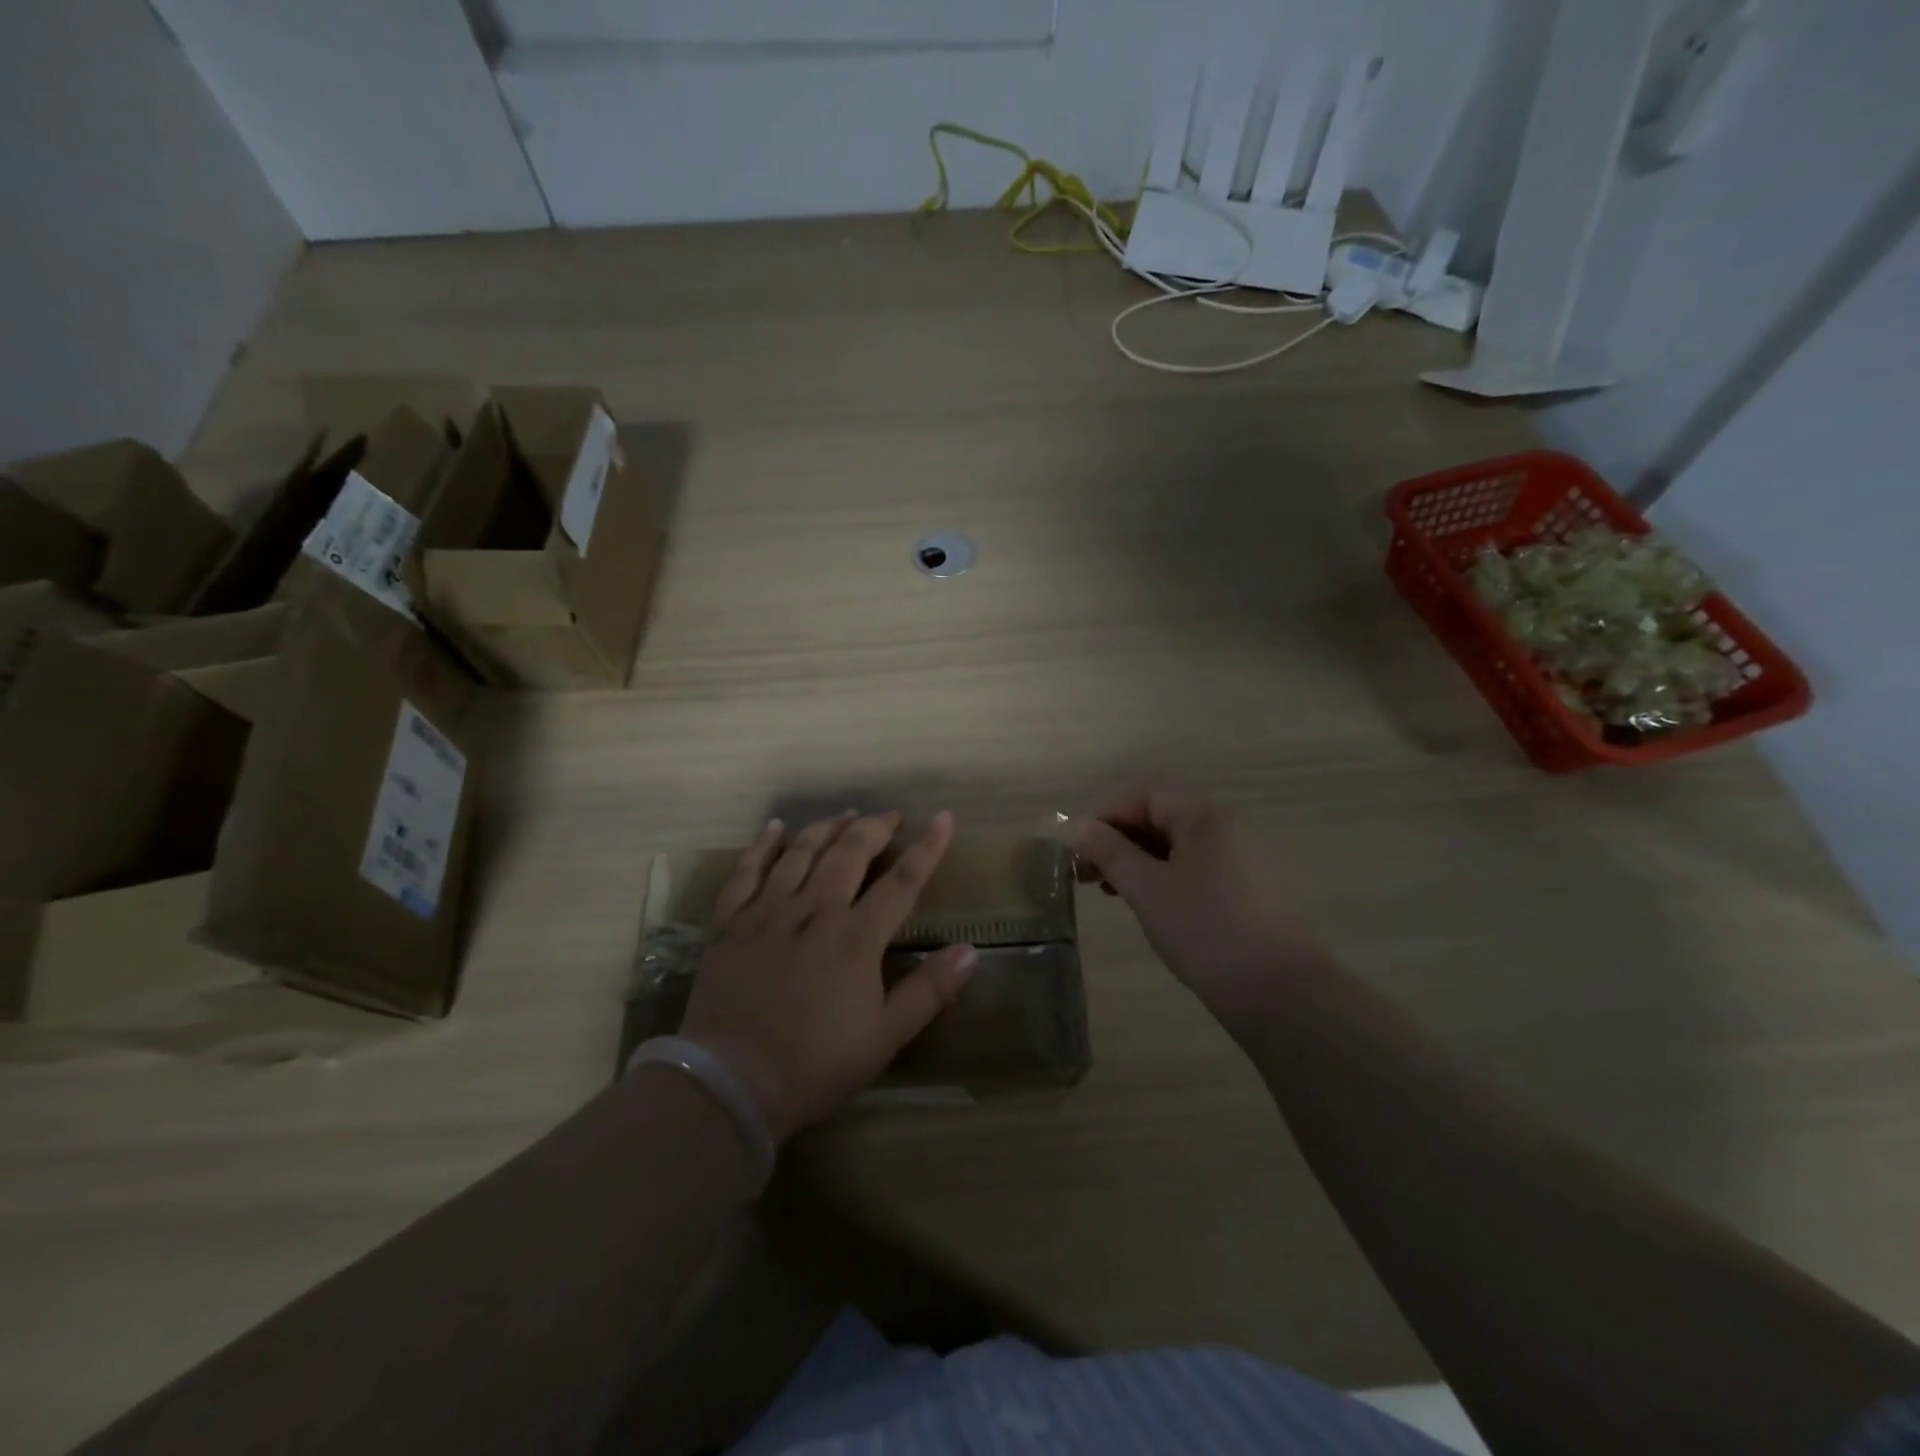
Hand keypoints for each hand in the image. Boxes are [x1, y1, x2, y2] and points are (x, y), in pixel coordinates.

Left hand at [678, 810, 977, 1140]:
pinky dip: (762, 846)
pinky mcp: (730, 922)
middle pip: (850, 854)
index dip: (927, 848)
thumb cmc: (815, 1064)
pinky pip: (746, 872)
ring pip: (801, 853)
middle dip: (875, 828)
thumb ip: (930, 991)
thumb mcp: (885, 1037)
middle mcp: (814, 911)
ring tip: (845, 815)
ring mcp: (768, 912)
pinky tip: (775, 828)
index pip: (902, 881)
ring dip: (827, 828)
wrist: (731, 1082)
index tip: (944, 818)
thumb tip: (970, 950)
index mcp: (856, 938)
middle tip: (890, 815)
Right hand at [1074, 790, 1321, 1027]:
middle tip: (1088, 876)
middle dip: (1120, 842)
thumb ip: (1109, 852)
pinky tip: (1153, 908)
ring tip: (1114, 894)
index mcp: (1205, 817)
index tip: (1080, 851)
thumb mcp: (1147, 889)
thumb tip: (1078, 827)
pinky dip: (1168, 880)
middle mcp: (1229, 829)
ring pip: (1180, 849)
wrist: (1280, 992)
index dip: (1106, 817)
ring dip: (1141, 863)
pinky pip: (1200, 871)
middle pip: (1163, 820)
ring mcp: (1246, 861)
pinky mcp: (1253, 893)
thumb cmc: (1204, 929)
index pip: (1145, 797)